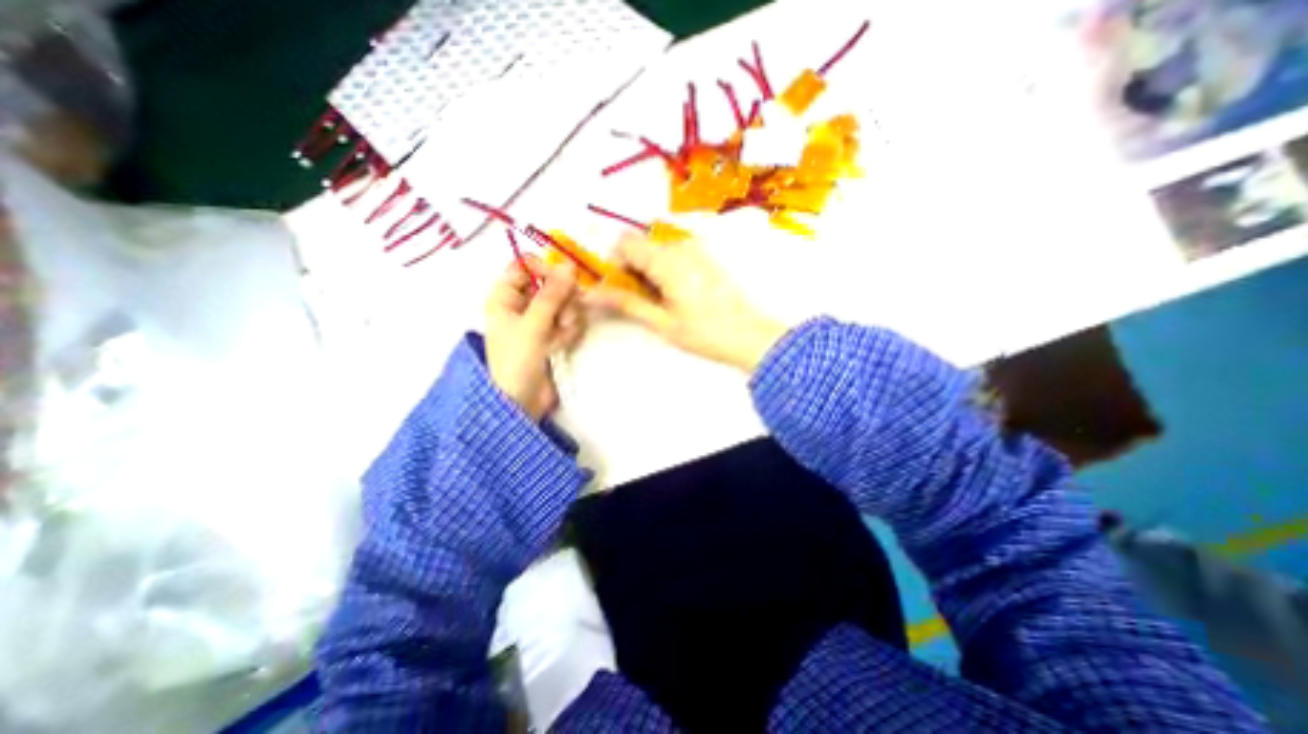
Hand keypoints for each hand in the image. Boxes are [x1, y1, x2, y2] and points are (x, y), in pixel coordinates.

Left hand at [483, 258, 584, 416]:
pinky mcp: (551, 335)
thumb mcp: (532, 324)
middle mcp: (521, 304)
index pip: (525, 266)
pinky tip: (561, 344)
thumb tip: (569, 266)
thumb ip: (552, 294)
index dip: (545, 269)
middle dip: (561, 298)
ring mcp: (538, 321)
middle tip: (565, 313)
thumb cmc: (517, 360)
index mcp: (504, 296)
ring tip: (561, 334)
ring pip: (562, 302)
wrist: (521, 401)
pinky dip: (568, 330)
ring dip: (567, 316)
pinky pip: (567, 321)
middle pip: (549, 283)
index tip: (564, 279)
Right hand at [591, 235, 784, 372]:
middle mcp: (681, 246)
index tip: (617, 288)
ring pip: (656, 248)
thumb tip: (592, 293)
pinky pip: (672, 253)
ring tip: (658, 299)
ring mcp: (695, 249)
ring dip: (647, 269)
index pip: (625, 243)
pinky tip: (673, 293)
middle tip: (637, 298)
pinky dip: (663, 268)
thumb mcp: (662, 323)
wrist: (748, 335)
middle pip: (640, 243)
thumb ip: (627, 303)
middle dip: (630, 267)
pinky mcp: (704, 256)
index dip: (614, 263)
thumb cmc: (704, 333)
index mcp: (668, 261)